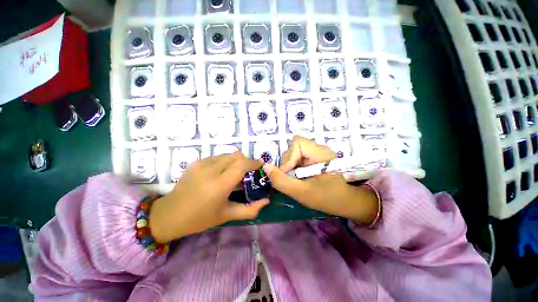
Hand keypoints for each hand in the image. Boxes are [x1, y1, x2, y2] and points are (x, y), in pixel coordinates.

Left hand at [149, 152, 268, 242]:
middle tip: (248, 171)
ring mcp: (201, 164)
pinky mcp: (196, 162)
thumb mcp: (227, 215)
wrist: (169, 214)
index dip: (253, 162)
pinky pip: (217, 157)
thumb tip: (266, 200)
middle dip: (245, 161)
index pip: (241, 164)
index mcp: (220, 184)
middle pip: (236, 156)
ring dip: (235, 161)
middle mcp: (211, 170)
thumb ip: (250, 209)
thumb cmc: (200, 218)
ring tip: (235, 172)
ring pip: (227, 155)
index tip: (260, 163)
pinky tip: (221, 173)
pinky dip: (224, 162)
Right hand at [264, 136, 378, 224]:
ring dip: (290, 166)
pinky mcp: (315, 157)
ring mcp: (317, 152)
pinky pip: (298, 157)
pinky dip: (294, 167)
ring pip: (294, 152)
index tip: (288, 174)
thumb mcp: (302, 193)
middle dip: (288, 163)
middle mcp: (319, 148)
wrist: (347, 202)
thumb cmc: (328, 198)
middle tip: (291, 179)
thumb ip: (281, 181)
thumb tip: (265, 167)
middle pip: (294, 147)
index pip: (297, 143)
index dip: (289, 157)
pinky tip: (298, 177)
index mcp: (321, 153)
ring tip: (295, 179)